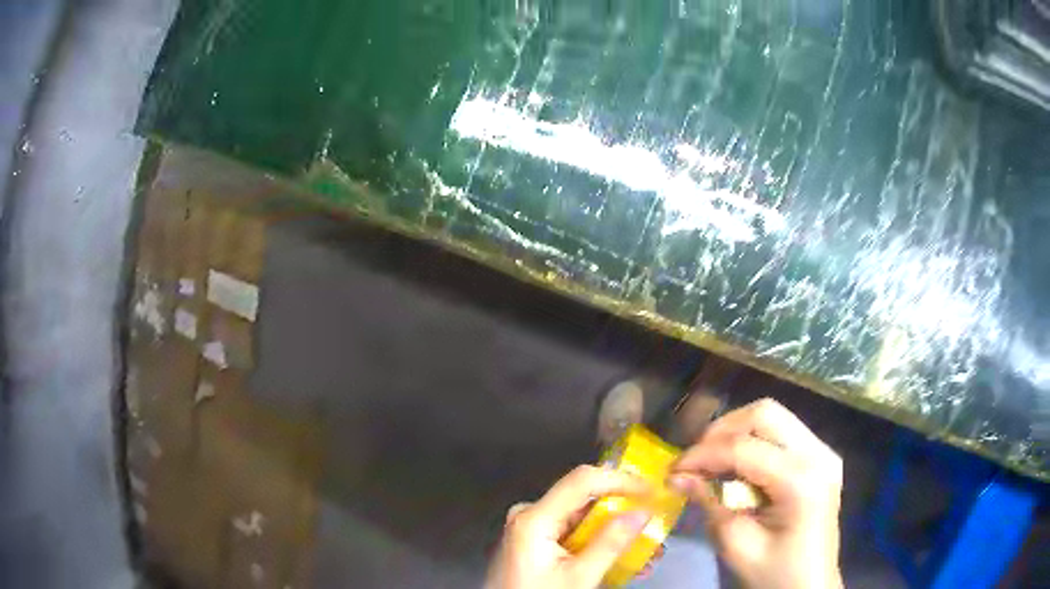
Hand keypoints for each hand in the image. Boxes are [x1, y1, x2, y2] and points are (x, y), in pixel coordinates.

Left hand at [485, 465, 652, 588]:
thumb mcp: (578, 577)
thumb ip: (611, 543)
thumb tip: (641, 513)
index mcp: (534, 518)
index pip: (583, 480)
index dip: (621, 480)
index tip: (652, 491)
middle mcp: (530, 515)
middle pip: (586, 500)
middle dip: (625, 513)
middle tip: (655, 526)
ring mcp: (532, 529)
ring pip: (584, 519)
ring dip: (617, 533)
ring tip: (647, 553)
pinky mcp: (536, 542)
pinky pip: (574, 534)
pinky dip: (600, 544)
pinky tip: (623, 561)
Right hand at [668, 399, 843, 588]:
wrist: (811, 584)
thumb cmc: (774, 572)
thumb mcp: (736, 544)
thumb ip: (710, 504)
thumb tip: (678, 476)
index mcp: (802, 481)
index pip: (744, 448)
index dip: (703, 454)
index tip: (673, 469)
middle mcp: (818, 454)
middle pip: (764, 413)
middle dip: (721, 431)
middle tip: (695, 460)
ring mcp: (824, 451)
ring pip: (774, 415)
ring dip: (737, 432)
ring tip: (712, 461)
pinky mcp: (821, 455)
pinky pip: (783, 431)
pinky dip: (754, 440)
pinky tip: (738, 465)